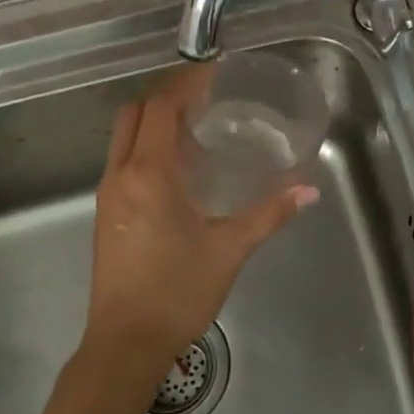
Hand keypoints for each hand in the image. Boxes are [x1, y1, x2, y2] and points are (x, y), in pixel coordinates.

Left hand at [80, 65, 317, 394]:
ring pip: (124, 136)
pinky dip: (147, 145)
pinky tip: (180, 167)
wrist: (126, 343)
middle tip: (206, 94)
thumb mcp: (229, 249)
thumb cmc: (177, 292)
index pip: (161, 108)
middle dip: (167, 95)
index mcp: (148, 175)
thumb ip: (269, 214)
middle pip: (135, 113)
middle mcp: (121, 175)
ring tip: (197, 125)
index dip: (186, 83)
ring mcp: (108, 194)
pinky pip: (124, 160)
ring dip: (155, 120)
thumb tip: (308, 189)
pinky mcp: (106, 213)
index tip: (214, 71)